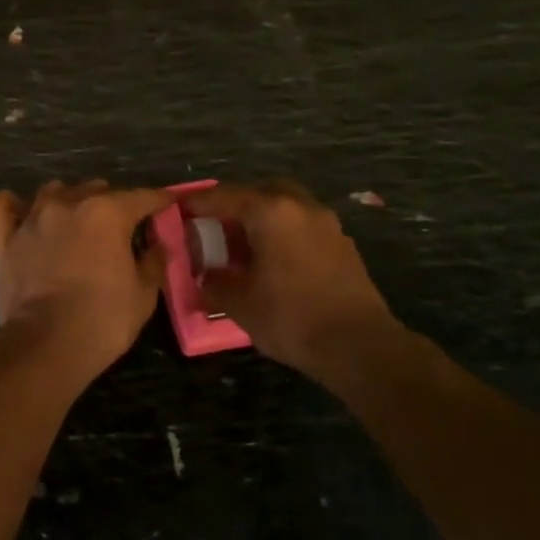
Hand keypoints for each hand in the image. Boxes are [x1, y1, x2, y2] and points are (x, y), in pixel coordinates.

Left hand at [0, 180, 168, 373]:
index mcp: (107, 212)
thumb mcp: (143, 294)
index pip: (141, 197)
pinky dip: (13, 207)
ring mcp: (31, 218)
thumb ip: (153, 262)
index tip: (168, 203)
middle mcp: (68, 204)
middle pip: (96, 190)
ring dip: (69, 201)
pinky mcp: (3, 238)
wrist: (45, 344)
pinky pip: (1, 207)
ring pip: (53, 191)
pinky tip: (22, 215)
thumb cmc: (103, 319)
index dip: (158, 200)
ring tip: (76, 221)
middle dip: (113, 203)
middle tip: (121, 229)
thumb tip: (158, 245)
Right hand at [184, 181, 395, 373]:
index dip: (199, 202)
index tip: (180, 208)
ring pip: (288, 208)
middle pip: (262, 192)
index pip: (225, 196)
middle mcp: (301, 208)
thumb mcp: (239, 303)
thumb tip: (206, 274)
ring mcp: (328, 226)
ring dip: (265, 219)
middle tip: (219, 225)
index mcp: (271, 213)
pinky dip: (285, 235)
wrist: (359, 346)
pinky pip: (305, 228)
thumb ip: (215, 281)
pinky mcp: (344, 247)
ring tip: (246, 246)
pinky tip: (275, 262)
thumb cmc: (291, 317)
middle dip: (238, 204)